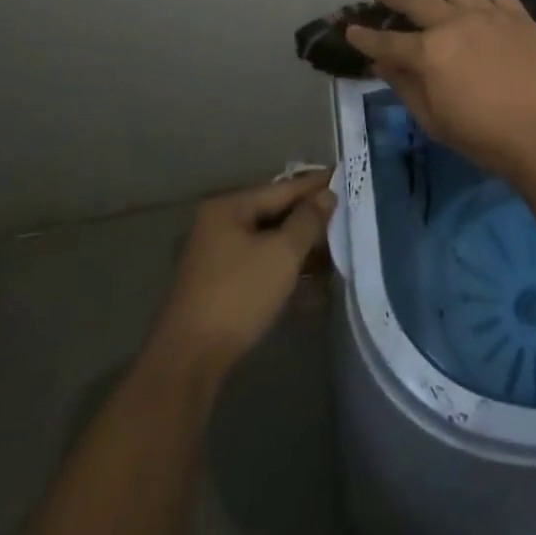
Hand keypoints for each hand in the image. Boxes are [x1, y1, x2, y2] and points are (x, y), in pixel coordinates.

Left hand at [151, 170, 334, 380]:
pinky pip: (260, 263)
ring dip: (300, 247)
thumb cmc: (239, 295)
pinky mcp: (220, 283)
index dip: (315, 185)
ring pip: (269, 241)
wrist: (190, 359)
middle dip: (310, 220)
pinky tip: (312, 281)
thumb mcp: (282, 254)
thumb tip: (326, 195)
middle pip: (275, 213)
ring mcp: (217, 255)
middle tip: (345, 217)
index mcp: (230, 207)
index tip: (344, 176)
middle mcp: (220, 224)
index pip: (283, 188)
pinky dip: (284, 267)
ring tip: (335, 252)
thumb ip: (308, 220)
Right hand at [346, 0, 535, 178]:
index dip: (364, 37)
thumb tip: (382, 63)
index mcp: (429, 52)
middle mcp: (454, 22)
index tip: (351, 30)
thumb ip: (405, 85)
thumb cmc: (483, 136)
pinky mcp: (517, 15)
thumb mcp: (433, 119)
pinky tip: (476, 2)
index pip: (386, 41)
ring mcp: (488, 13)